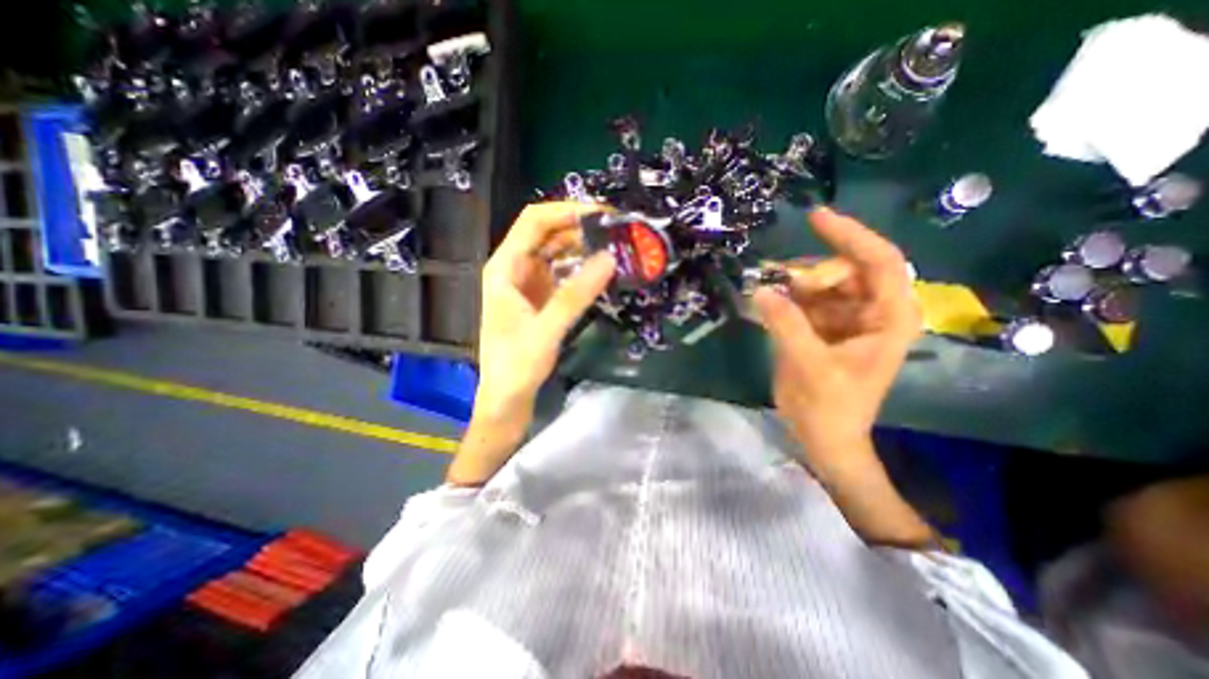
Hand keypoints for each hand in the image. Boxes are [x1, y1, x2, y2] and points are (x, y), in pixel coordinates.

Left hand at [475, 205, 617, 420]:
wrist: (507, 398)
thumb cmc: (516, 366)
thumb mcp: (546, 330)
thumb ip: (576, 295)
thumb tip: (609, 258)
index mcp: (505, 268)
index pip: (535, 222)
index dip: (567, 211)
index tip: (602, 213)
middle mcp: (515, 269)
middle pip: (548, 233)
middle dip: (580, 227)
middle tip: (617, 231)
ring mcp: (528, 283)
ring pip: (557, 252)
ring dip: (583, 247)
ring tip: (615, 247)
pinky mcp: (540, 298)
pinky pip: (563, 273)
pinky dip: (581, 268)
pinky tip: (601, 271)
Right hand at [754, 208, 917, 470]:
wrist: (823, 436)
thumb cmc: (831, 407)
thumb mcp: (810, 365)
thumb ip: (786, 325)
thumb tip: (760, 290)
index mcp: (888, 318)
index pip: (879, 261)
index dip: (850, 235)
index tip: (815, 217)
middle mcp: (872, 311)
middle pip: (844, 270)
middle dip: (811, 273)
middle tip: (778, 285)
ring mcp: (846, 318)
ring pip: (820, 283)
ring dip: (793, 284)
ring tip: (766, 291)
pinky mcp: (823, 326)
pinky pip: (803, 300)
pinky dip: (784, 298)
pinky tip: (766, 301)